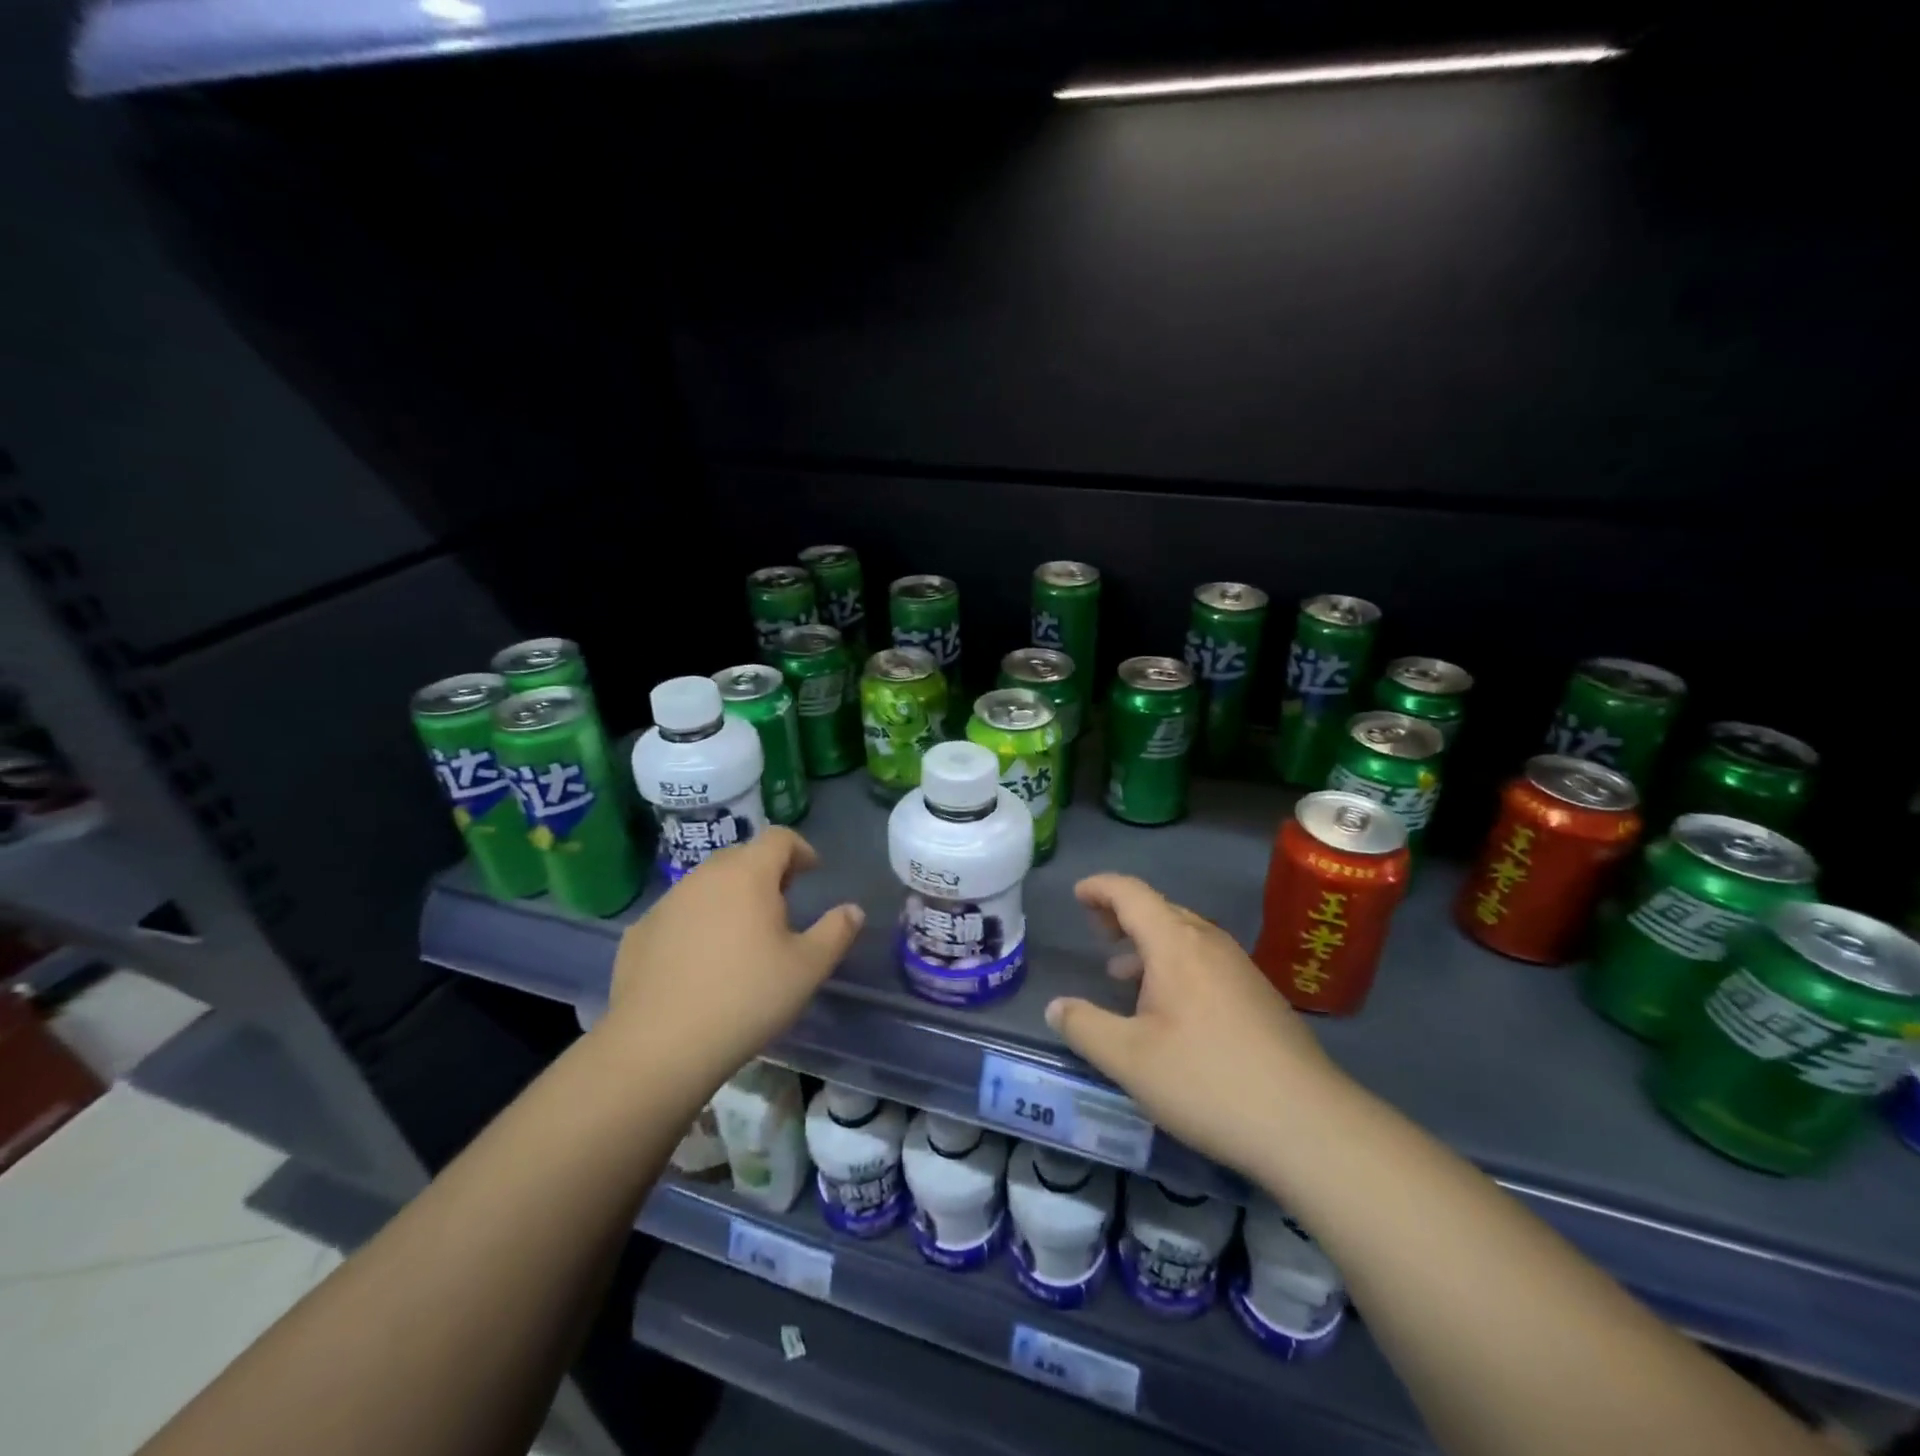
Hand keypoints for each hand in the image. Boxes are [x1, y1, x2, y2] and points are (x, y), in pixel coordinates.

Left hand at [604, 828, 863, 1083]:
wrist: (659, 1045)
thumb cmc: (746, 998)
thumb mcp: (808, 969)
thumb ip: (836, 932)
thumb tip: (853, 910)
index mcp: (748, 874)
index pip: (779, 838)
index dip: (800, 849)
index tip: (812, 873)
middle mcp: (704, 876)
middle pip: (742, 856)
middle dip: (766, 871)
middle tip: (781, 905)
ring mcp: (667, 902)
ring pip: (706, 884)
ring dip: (729, 896)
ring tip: (741, 936)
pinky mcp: (639, 932)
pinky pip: (678, 913)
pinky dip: (696, 923)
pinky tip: (701, 962)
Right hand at [1045, 873, 1342, 1178]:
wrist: (1309, 1125)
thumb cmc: (1207, 1081)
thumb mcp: (1128, 1059)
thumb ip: (1084, 1027)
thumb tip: (1057, 1007)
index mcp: (1176, 944)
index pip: (1132, 893)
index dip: (1100, 888)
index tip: (1077, 895)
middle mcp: (1210, 944)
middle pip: (1160, 910)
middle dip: (1122, 914)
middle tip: (1096, 932)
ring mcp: (1241, 969)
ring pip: (1185, 938)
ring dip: (1149, 944)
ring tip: (1123, 975)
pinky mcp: (1260, 997)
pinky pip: (1205, 961)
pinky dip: (1175, 966)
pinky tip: (1169, 1010)